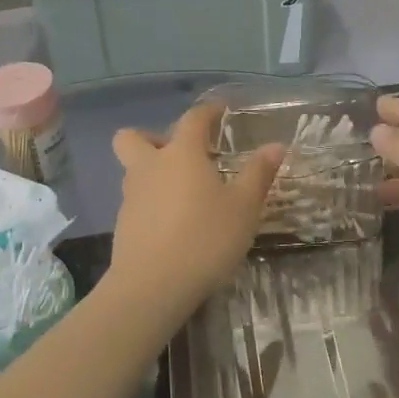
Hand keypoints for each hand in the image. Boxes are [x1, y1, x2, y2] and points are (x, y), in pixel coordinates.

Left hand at [108, 105, 284, 315]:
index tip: (220, 111)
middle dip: (154, 138)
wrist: (153, 286)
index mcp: (181, 154)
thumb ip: (258, 174)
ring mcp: (131, 196)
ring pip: (134, 170)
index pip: (192, 119)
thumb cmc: (205, 238)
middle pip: (135, 137)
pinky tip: (174, 225)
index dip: (208, 112)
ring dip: (153, 173)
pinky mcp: (123, 225)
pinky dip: (152, 203)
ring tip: (185, 196)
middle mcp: (149, 167)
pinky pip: (136, 201)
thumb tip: (275, 146)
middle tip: (183, 156)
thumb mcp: (244, 208)